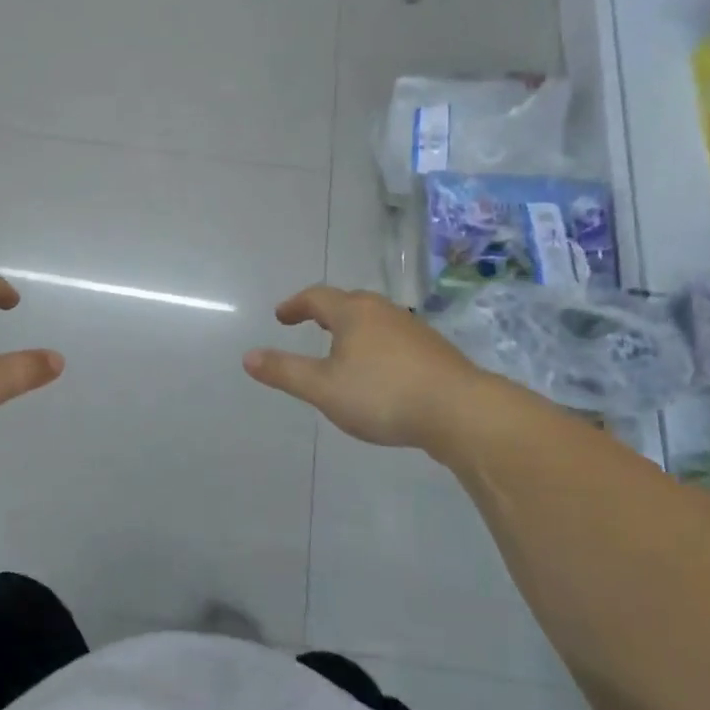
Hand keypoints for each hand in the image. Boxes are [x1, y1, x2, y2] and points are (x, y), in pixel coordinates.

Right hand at [243, 285, 480, 449]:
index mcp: (353, 313)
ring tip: (342, 349)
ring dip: (354, 329)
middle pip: (349, 303)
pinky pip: (394, 339)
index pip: (316, 297)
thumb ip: (285, 371)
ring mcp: (413, 330)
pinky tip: (380, 372)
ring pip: (375, 320)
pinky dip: (376, 346)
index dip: (295, 305)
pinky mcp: (434, 351)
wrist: (461, 412)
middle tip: (310, 324)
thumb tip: (248, 356)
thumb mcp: (323, 388)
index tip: (282, 316)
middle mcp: (383, 311)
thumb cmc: (383, 394)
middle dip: (326, 312)